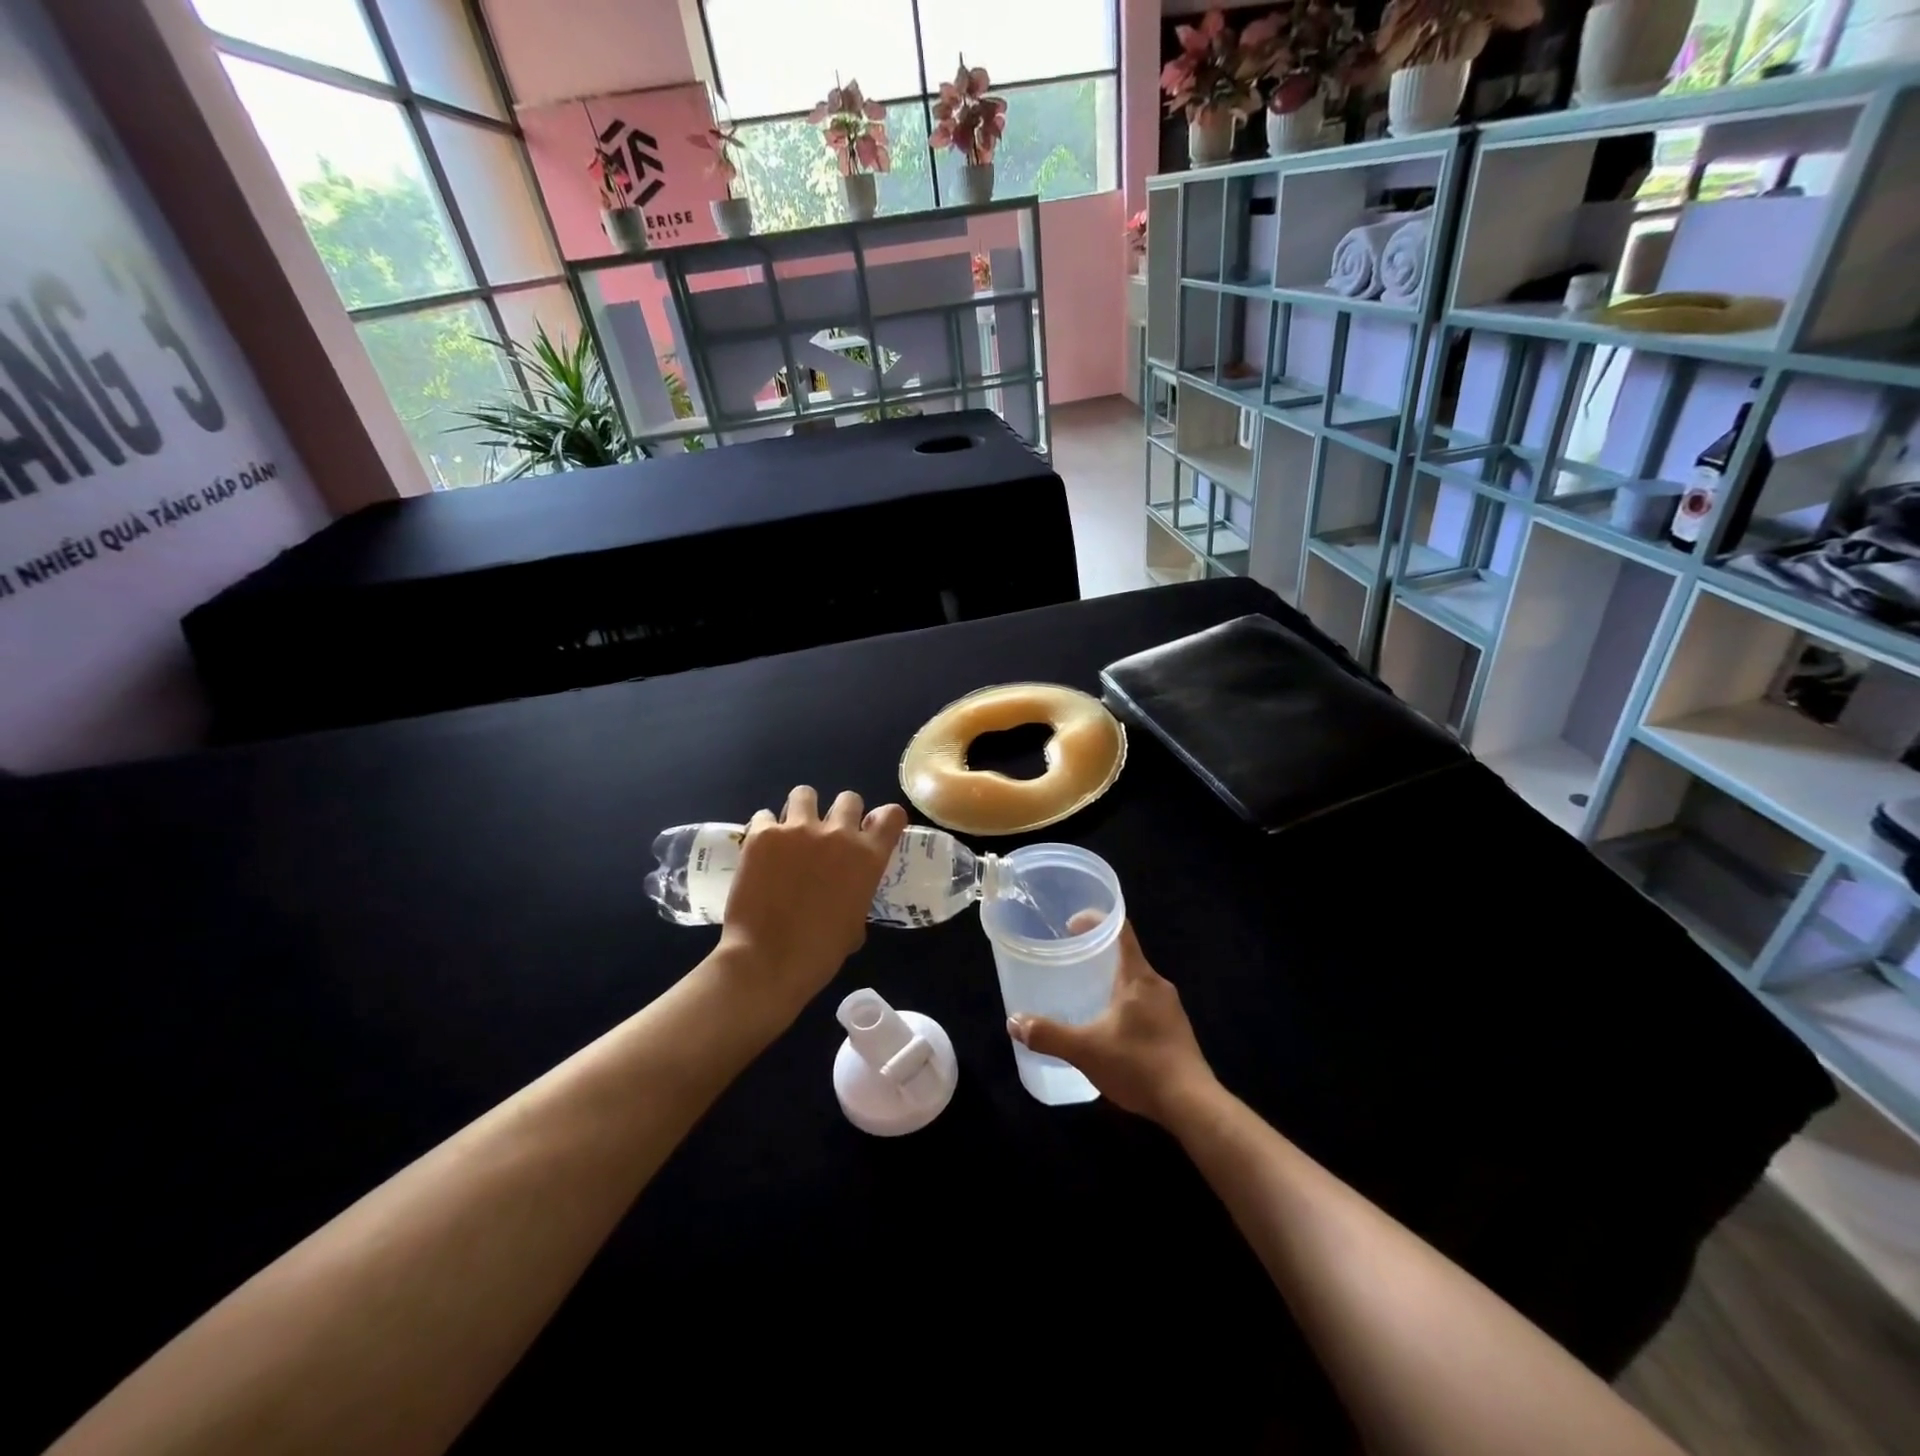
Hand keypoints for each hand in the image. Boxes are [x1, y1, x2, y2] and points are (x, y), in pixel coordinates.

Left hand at [718, 786, 907, 1016]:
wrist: (767, 961)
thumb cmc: (819, 953)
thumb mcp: (855, 924)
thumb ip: (856, 895)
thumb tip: (844, 894)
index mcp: (868, 857)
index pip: (891, 815)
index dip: (883, 819)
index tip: (871, 830)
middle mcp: (839, 834)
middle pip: (849, 798)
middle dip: (840, 814)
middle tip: (825, 837)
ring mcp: (798, 829)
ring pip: (805, 793)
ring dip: (801, 810)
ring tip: (790, 833)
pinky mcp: (763, 834)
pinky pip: (765, 816)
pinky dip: (765, 829)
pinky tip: (760, 850)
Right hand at [1007, 916, 1215, 1125]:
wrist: (1192, 1105)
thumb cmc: (1138, 1065)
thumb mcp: (1085, 1050)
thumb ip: (1049, 1035)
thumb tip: (1014, 1023)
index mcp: (1138, 976)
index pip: (1120, 929)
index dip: (1096, 920)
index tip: (1071, 925)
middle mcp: (1158, 985)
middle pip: (1127, 956)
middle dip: (1099, 957)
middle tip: (1070, 965)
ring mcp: (1172, 1009)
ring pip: (1137, 984)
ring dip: (1113, 985)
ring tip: (1086, 998)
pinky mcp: (1177, 1032)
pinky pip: (1147, 1006)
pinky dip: (1126, 1008)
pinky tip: (1111, 1032)